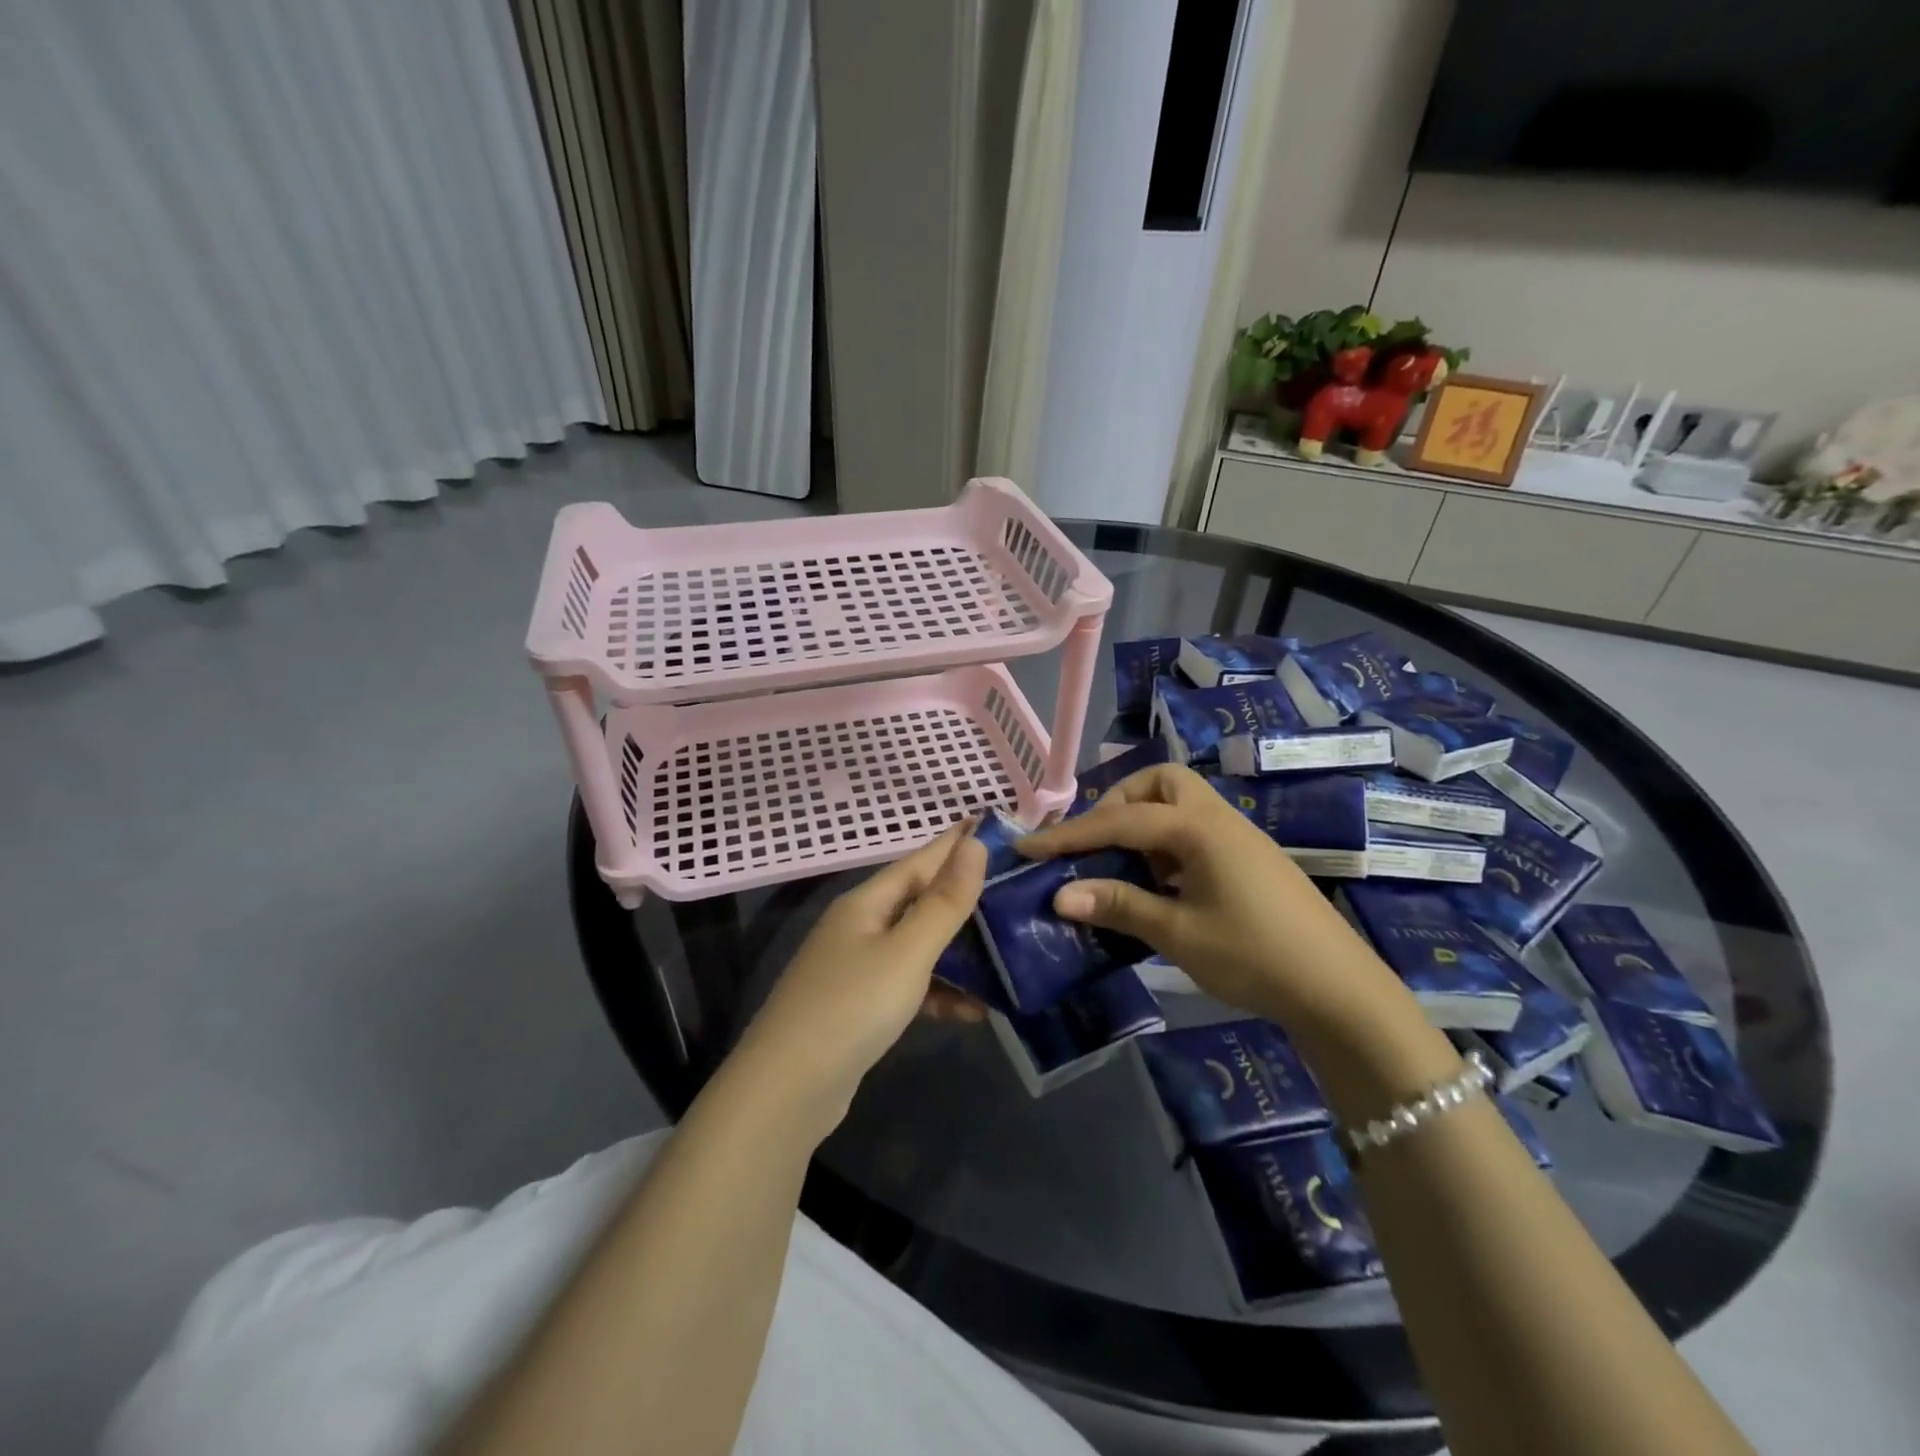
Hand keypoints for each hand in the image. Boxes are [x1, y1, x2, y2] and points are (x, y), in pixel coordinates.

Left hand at [735, 823, 987, 1128]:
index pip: (922, 860)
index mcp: (867, 903)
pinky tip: (974, 1011)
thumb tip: (973, 845)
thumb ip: (944, 901)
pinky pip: (910, 986)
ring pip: (919, 947)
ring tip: (1008, 955)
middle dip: (966, 899)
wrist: (788, 1090)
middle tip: (1016, 892)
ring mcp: (858, 968)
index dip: (958, 842)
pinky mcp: (861, 1007)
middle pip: (921, 902)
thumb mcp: (907, 952)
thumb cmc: (852, 1007)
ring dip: (960, 954)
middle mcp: (861, 927)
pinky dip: (940, 993)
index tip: (995, 824)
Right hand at [1018, 765, 1393, 1027]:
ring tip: (1125, 869)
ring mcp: (1239, 837)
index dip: (1069, 835)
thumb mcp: (1177, 933)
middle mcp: (1218, 819)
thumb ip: (1118, 905)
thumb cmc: (1253, 956)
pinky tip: (1161, 886)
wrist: (1339, 990)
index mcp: (1197, 828)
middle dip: (1120, 803)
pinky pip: (1196, 832)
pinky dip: (1167, 846)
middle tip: (1098, 844)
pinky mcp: (1250, 859)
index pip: (1118, 821)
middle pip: (1161, 782)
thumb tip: (1059, 896)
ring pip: (1181, 804)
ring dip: (1144, 824)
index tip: (1028, 848)